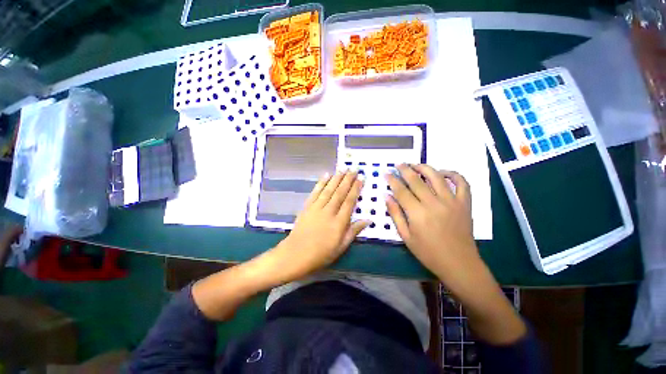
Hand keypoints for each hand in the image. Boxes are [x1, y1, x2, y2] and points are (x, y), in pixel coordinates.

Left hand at [271, 171, 369, 281]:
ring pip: (329, 189)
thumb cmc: (321, 253)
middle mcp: (329, 211)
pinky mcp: (307, 206)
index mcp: (339, 222)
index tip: (361, 178)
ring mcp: (317, 207)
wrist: (296, 254)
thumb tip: (368, 220)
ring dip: (336, 178)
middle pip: (340, 192)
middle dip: (348, 179)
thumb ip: (354, 231)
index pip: (350, 201)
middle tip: (353, 169)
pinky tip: (326, 175)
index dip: (356, 189)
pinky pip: (315, 192)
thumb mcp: (341, 246)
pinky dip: (321, 182)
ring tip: (343, 169)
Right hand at [386, 165, 526, 344]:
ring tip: (416, 165)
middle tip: (398, 164)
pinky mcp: (465, 203)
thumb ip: (395, 214)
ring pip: (437, 176)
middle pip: (416, 180)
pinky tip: (443, 173)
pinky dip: (453, 174)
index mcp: (417, 214)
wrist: (459, 263)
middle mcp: (434, 203)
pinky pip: (462, 183)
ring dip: (424, 167)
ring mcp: (452, 201)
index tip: (386, 173)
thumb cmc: (428, 253)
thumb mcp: (406, 236)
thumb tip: (387, 196)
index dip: (392, 180)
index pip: (401, 191)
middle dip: (405, 169)